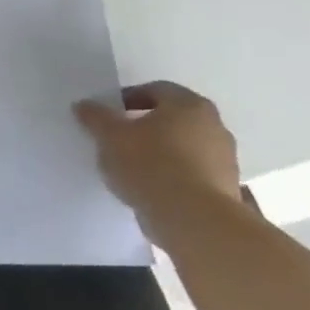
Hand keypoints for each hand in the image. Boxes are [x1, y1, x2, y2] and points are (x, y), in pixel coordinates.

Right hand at [73, 81, 242, 230]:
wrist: (193, 219)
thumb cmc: (150, 165)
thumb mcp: (110, 137)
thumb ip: (96, 117)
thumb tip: (85, 105)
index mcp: (189, 105)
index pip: (155, 90)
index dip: (126, 99)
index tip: (107, 116)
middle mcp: (214, 125)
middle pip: (171, 118)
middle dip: (143, 125)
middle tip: (115, 139)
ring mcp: (224, 158)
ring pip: (182, 145)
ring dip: (158, 151)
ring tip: (129, 167)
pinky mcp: (224, 186)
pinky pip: (190, 171)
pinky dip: (170, 173)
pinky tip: (148, 187)